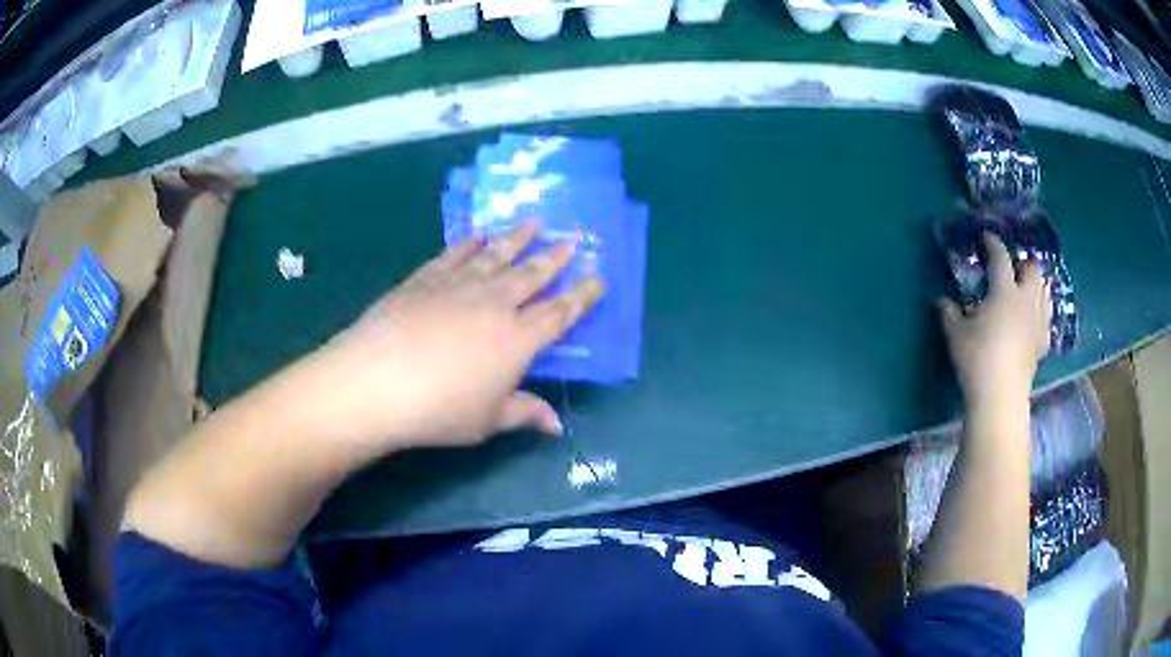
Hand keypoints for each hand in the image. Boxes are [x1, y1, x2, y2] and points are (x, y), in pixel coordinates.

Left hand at [302, 224, 602, 452]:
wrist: (377, 381)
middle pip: (532, 274)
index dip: (582, 296)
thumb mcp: (488, 420)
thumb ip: (525, 414)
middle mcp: (495, 303)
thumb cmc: (439, 409)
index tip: (598, 278)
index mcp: (518, 338)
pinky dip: (470, 242)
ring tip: (534, 222)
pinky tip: (478, 235)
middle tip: (572, 238)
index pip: (560, 313)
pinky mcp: (426, 278)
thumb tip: (557, 426)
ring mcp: (459, 285)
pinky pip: (455, 254)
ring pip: (497, 255)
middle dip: (555, 256)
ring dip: (517, 238)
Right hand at [939, 233, 1051, 407]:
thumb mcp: (956, 335)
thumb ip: (950, 314)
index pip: (1000, 258)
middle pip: (1033, 271)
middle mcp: (1026, 300)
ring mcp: (1038, 322)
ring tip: (1027, 290)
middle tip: (1014, 270)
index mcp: (1004, 291)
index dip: (994, 244)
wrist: (1001, 395)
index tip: (987, 237)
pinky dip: (1042, 315)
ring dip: (1037, 286)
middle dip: (1025, 265)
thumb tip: (943, 301)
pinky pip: (1047, 321)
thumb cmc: (977, 359)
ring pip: (1045, 292)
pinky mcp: (1042, 344)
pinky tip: (1034, 321)